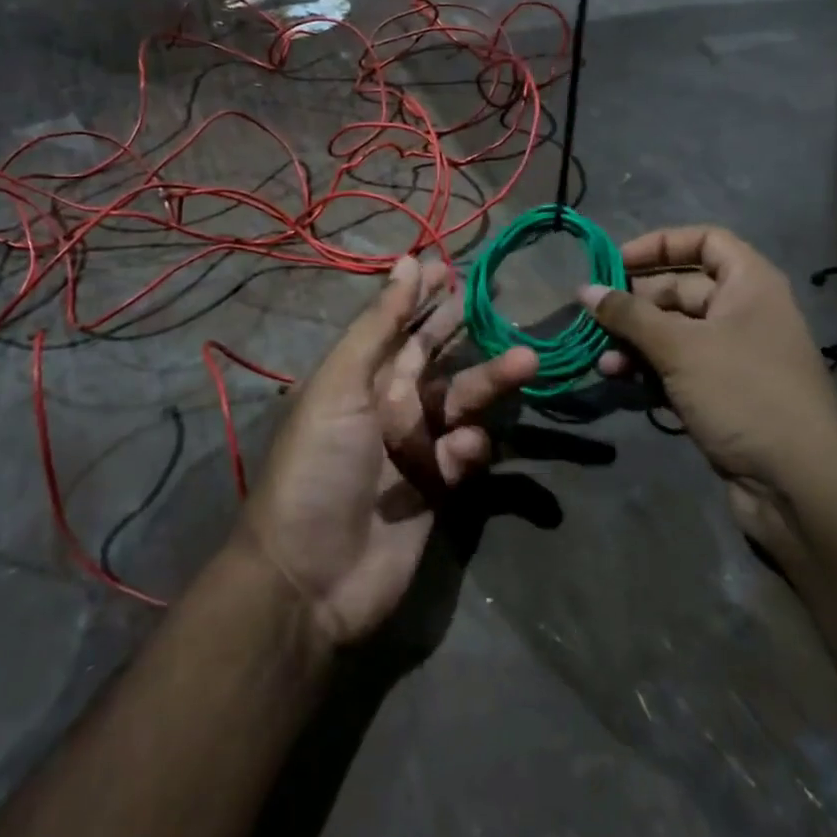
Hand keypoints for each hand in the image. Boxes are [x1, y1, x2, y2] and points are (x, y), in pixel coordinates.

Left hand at [241, 256, 537, 647]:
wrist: (310, 576)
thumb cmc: (318, 465)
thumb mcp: (341, 384)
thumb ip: (379, 325)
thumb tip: (406, 260)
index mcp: (358, 378)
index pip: (399, 326)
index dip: (423, 297)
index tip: (455, 269)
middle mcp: (387, 406)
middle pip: (436, 359)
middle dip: (466, 333)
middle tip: (503, 305)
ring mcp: (414, 448)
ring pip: (461, 402)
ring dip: (491, 382)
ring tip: (526, 362)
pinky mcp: (438, 489)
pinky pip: (465, 454)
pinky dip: (472, 447)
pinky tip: (467, 449)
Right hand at [582, 226, 836, 543]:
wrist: (800, 487)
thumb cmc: (743, 393)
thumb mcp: (680, 347)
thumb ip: (629, 315)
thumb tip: (584, 289)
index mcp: (749, 285)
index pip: (704, 241)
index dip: (659, 245)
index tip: (615, 262)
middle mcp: (743, 313)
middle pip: (680, 289)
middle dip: (635, 303)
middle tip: (594, 317)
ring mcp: (732, 357)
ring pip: (672, 333)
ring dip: (634, 342)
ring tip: (603, 360)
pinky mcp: (721, 395)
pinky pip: (676, 368)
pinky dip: (647, 370)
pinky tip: (618, 380)